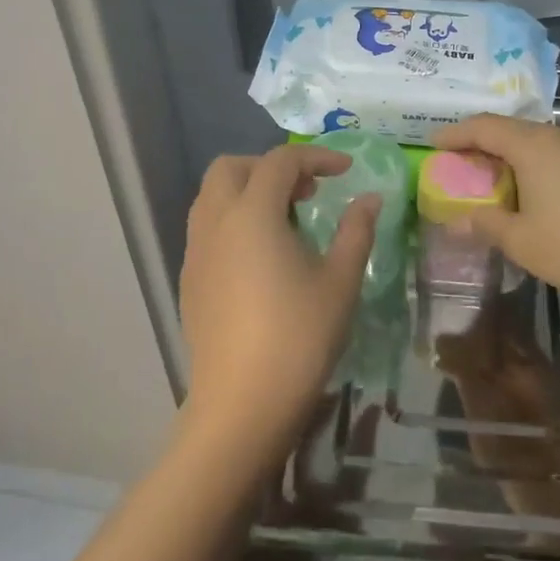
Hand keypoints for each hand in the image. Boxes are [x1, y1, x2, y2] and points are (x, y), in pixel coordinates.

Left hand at [178, 145, 378, 470]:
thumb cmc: (299, 337)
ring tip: (286, 220)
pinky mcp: (189, 279)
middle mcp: (215, 223)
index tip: (346, 171)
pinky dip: (233, 220)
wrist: (243, 403)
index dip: (316, 157)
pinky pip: (206, 228)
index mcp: (252, 214)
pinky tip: (261, 256)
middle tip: (307, 191)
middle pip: (231, 168)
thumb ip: (356, 231)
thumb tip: (369, 199)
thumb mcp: (340, 281)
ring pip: (212, 196)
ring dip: (247, 191)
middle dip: (270, 167)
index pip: (280, 162)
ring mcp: (196, 252)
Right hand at [432, 115, 559, 307]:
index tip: (433, 145)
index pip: (483, 126)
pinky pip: (557, 156)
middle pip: (510, 130)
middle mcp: (558, 136)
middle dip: (481, 144)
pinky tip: (533, 193)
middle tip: (459, 165)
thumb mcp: (519, 239)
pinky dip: (534, 166)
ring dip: (510, 156)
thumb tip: (455, 221)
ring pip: (536, 142)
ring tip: (492, 180)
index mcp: (532, 145)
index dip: (455, 134)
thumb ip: (484, 224)